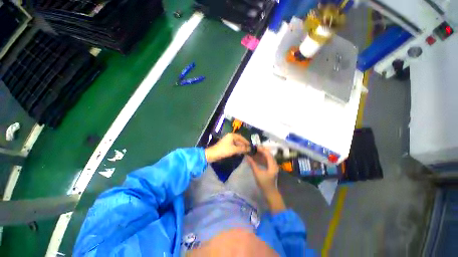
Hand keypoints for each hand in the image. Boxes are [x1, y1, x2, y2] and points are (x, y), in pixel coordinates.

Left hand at [205, 133, 249, 162]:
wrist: (213, 154)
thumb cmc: (223, 150)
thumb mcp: (234, 149)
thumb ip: (242, 148)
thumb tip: (250, 148)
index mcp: (231, 135)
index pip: (241, 137)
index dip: (246, 141)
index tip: (250, 145)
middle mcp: (230, 136)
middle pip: (239, 140)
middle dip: (243, 145)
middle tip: (248, 149)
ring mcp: (227, 140)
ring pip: (236, 143)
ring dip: (240, 147)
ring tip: (245, 151)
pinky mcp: (226, 145)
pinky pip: (233, 145)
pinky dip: (237, 148)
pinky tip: (239, 152)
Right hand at [247, 147, 285, 212]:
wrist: (270, 193)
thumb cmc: (264, 184)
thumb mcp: (257, 173)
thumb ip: (252, 164)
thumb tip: (247, 156)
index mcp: (272, 165)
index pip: (267, 154)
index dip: (261, 149)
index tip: (254, 147)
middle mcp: (274, 164)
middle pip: (268, 154)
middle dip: (261, 150)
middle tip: (253, 148)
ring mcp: (273, 166)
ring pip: (267, 157)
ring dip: (260, 154)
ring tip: (253, 151)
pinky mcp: (271, 168)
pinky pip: (266, 160)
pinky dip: (261, 158)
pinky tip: (256, 157)